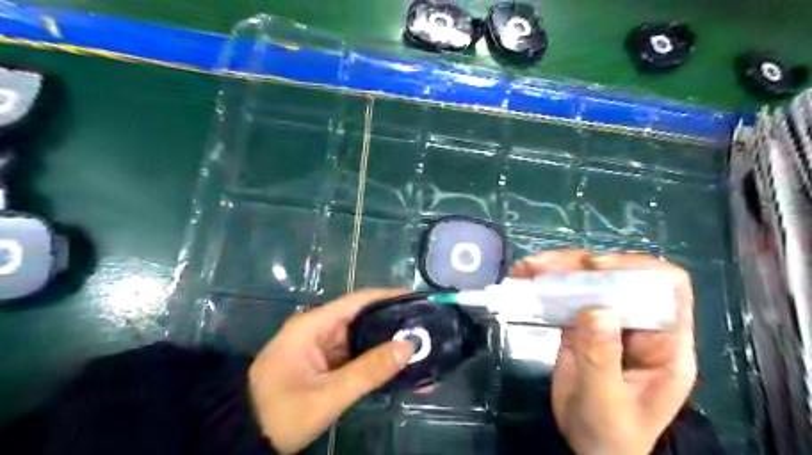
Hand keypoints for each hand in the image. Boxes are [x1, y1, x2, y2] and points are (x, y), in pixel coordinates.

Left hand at [249, 289, 414, 452]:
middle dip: (393, 322)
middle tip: (425, 327)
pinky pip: (355, 356)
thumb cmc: (281, 413)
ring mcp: (321, 348)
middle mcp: (318, 329)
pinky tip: (397, 366)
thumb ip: (368, 371)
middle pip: (362, 318)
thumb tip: (408, 345)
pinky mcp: (324, 364)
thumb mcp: (327, 395)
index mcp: (313, 325)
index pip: (357, 301)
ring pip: (361, 338)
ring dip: (387, 343)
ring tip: (419, 345)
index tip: (416, 299)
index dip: (387, 297)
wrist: (243, 438)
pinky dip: (375, 360)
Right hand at [512, 251, 698, 454]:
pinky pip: (565, 296)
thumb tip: (596, 309)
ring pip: (587, 280)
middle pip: (617, 275)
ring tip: (525, 269)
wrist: (591, 450)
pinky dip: (543, 286)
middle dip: (579, 264)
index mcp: (665, 343)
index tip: (594, 268)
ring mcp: (608, 322)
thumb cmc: (611, 435)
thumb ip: (602, 358)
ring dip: (555, 269)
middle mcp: (638, 324)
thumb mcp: (606, 402)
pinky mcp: (581, 325)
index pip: (667, 286)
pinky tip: (523, 282)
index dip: (636, 267)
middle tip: (541, 266)